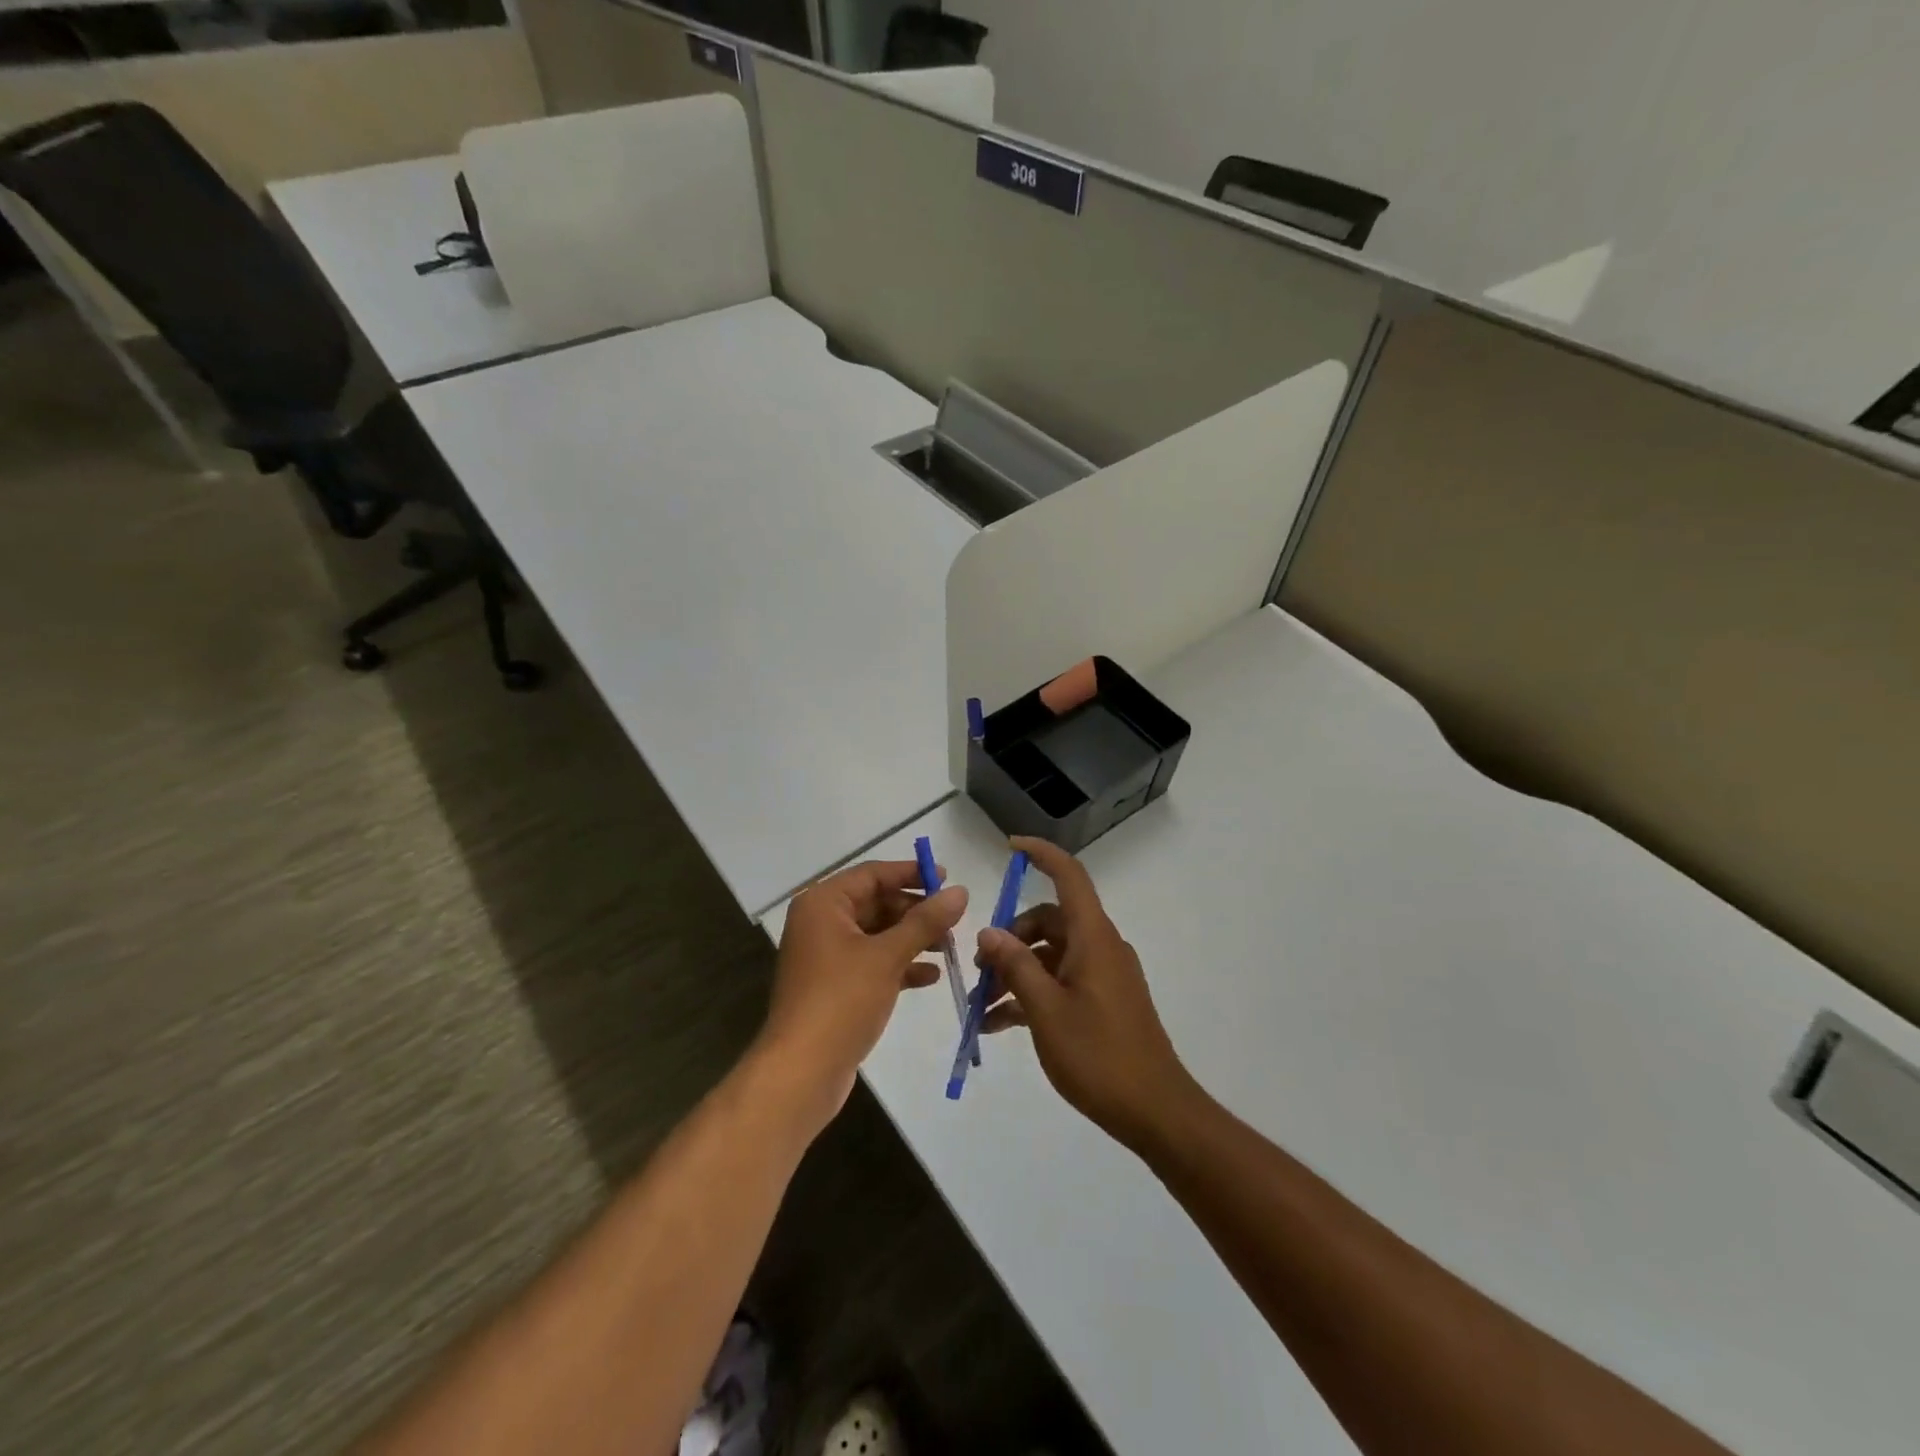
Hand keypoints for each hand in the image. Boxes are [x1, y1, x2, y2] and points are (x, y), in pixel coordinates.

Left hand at [763, 860, 967, 1127]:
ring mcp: (826, 957)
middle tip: (954, 920)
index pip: (872, 874)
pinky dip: (900, 965)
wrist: (802, 1072)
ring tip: (949, 948)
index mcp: (823, 904)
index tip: (947, 878)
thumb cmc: (841, 1001)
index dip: (911, 873)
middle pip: (876, 903)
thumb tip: (960, 892)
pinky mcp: (835, 987)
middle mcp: (821, 923)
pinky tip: (931, 976)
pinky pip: (873, 963)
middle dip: (915, 911)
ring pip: (877, 935)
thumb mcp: (888, 956)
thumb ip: (925, 921)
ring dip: (912, 939)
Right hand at [975, 837, 1197, 1152]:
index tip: (1009, 847)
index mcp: (1093, 937)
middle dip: (1009, 939)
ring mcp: (1103, 974)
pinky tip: (1000, 1023)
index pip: (1069, 876)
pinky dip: (1032, 993)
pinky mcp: (1103, 1000)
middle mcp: (1100, 946)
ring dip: (1015, 972)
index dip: (1041, 854)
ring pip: (1050, 954)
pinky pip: (1061, 981)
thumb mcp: (1045, 1010)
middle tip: (978, 971)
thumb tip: (988, 932)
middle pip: (1049, 921)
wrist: (1155, 1111)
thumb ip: (1015, 966)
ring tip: (981, 1007)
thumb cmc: (1099, 1055)